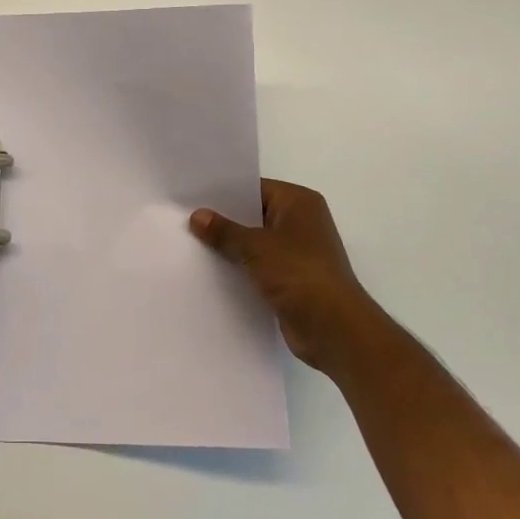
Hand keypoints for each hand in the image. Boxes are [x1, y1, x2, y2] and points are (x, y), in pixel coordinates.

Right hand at [190, 179, 375, 372]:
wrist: (334, 330)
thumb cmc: (299, 274)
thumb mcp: (256, 247)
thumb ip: (225, 231)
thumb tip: (197, 216)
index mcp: (299, 202)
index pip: (254, 188)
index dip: (224, 193)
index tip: (192, 196)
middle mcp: (301, 222)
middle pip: (254, 215)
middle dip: (224, 220)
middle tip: (185, 218)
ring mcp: (297, 252)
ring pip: (254, 242)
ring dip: (230, 247)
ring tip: (191, 243)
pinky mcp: (291, 279)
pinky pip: (258, 266)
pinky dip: (240, 268)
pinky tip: (210, 270)